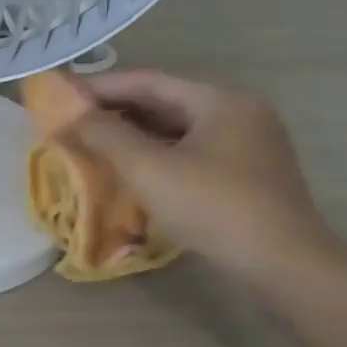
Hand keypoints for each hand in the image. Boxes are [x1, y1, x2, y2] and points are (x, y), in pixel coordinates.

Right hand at [65, 70, 336, 282]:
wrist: (286, 266)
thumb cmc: (214, 207)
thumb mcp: (149, 169)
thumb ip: (105, 135)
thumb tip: (69, 114)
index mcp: (220, 99)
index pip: (147, 81)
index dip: (99, 86)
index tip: (60, 95)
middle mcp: (238, 111)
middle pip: (163, 101)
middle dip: (114, 110)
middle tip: (71, 120)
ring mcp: (247, 143)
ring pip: (176, 127)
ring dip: (133, 132)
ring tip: (91, 142)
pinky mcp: (247, 172)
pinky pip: (190, 149)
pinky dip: (155, 152)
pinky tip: (130, 167)